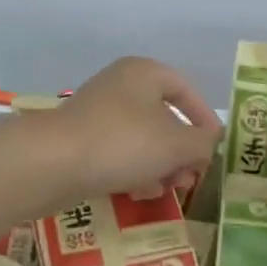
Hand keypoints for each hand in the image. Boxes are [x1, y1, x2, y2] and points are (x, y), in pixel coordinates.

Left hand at [37, 57, 221, 202]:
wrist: (51, 163)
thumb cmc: (123, 143)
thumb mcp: (176, 144)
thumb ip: (202, 144)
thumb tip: (208, 144)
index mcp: (145, 73)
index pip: (186, 90)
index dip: (204, 119)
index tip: (214, 147)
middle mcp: (121, 86)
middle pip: (164, 117)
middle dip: (181, 150)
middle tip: (189, 177)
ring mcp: (98, 113)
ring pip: (142, 138)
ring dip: (159, 165)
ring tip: (166, 189)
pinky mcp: (81, 139)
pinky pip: (118, 152)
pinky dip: (133, 170)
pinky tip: (138, 192)